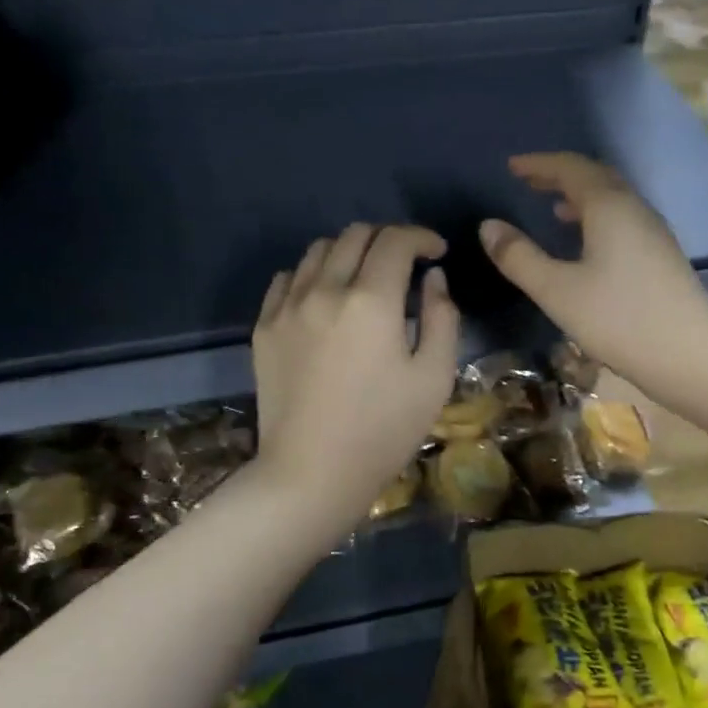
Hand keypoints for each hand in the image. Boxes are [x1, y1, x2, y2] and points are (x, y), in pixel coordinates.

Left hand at [252, 223, 459, 532]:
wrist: (312, 473)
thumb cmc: (383, 431)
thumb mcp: (434, 378)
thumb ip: (442, 318)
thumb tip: (433, 279)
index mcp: (371, 301)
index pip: (396, 241)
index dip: (422, 237)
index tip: (437, 253)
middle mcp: (324, 289)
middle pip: (355, 235)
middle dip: (388, 240)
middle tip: (405, 265)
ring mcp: (287, 307)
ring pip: (318, 251)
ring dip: (349, 253)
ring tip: (365, 281)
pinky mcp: (264, 327)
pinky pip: (287, 278)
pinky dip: (312, 275)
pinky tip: (325, 300)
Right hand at [480, 153, 707, 400]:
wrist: (690, 354)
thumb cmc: (618, 319)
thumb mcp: (557, 290)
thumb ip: (519, 257)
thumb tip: (488, 226)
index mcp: (609, 206)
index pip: (570, 168)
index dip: (539, 164)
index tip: (512, 166)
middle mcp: (634, 209)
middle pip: (596, 178)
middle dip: (560, 176)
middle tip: (530, 182)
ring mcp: (653, 233)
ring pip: (613, 201)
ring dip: (581, 198)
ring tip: (554, 210)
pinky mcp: (661, 257)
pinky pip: (623, 222)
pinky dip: (597, 220)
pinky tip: (588, 246)